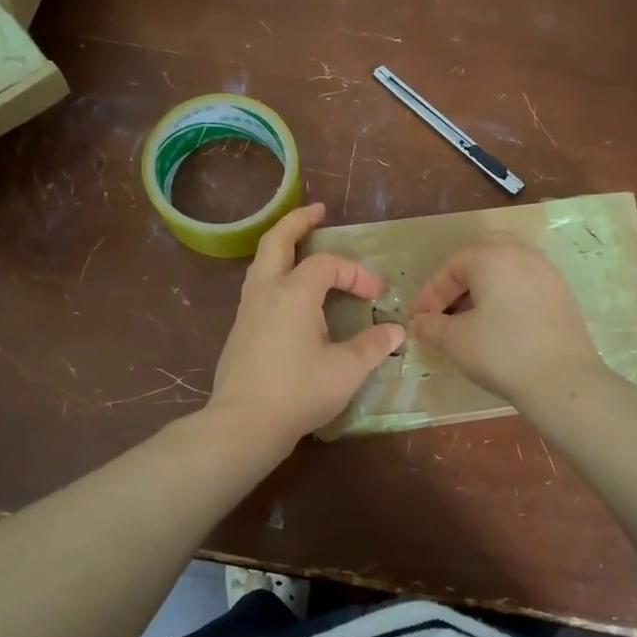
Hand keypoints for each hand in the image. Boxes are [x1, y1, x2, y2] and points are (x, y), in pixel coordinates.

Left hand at [207, 203, 404, 452]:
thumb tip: (396, 330)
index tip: (376, 295)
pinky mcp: (240, 329)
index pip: (328, 265)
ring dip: (283, 246)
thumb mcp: (346, 370)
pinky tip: (290, 293)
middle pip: (277, 241)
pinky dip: (276, 273)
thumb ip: (372, 345)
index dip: (356, 273)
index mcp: (293, 292)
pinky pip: (259, 285)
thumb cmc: (298, 392)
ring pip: (262, 262)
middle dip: (298, 222)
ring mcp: (247, 309)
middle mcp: (266, 291)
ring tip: (302, 245)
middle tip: (318, 212)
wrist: (243, 424)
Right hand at [408, 234, 602, 401]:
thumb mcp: (454, 340)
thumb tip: (418, 323)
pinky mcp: (563, 295)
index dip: (430, 295)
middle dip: (460, 280)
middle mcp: (522, 255)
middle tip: (447, 307)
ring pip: (508, 269)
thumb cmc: (501, 352)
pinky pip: (527, 285)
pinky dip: (508, 296)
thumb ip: (430, 326)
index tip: (419, 320)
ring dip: (485, 287)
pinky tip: (501, 325)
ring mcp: (548, 273)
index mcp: (492, 257)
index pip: (451, 268)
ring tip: (472, 317)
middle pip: (483, 255)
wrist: (563, 380)